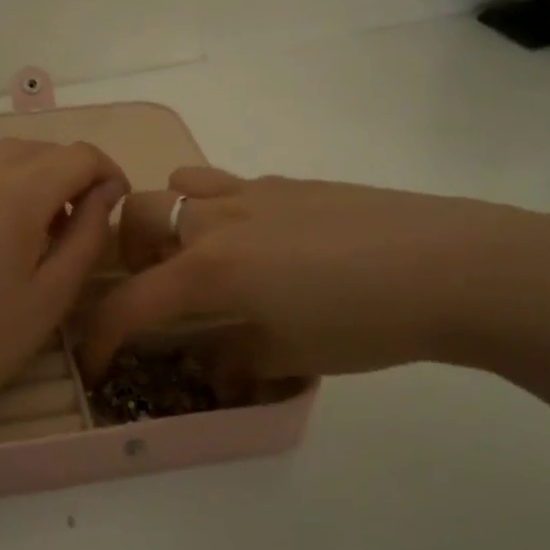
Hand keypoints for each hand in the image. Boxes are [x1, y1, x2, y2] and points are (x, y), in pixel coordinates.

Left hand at [0, 139, 128, 425]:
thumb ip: (87, 234)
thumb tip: (107, 190)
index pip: (79, 155)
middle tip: (78, 224)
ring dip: (36, 175)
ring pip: (7, 154)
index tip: (116, 203)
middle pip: (42, 148)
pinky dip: (0, 180)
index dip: (107, 172)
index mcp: (17, 193)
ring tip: (38, 227)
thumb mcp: (52, 295)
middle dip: (72, 174)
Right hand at [80, 167, 549, 383]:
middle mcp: (218, 219)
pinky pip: (229, 185)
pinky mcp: (290, 183)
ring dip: (170, 220)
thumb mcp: (292, 355)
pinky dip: (218, 211)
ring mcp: (254, 192)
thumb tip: (212, 367)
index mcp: (210, 268)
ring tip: (200, 257)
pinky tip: (263, 245)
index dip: (103, 337)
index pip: (131, 302)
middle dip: (127, 253)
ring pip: (180, 186)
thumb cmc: (365, 320)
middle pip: (137, 216)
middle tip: (155, 289)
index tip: (97, 363)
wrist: (452, 265)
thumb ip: (236, 360)